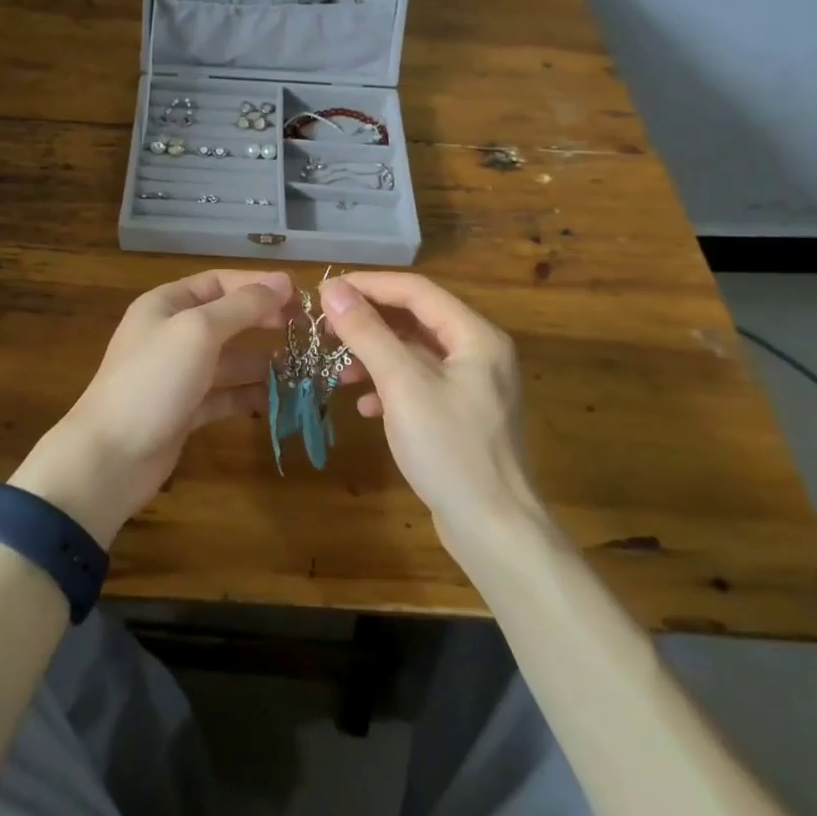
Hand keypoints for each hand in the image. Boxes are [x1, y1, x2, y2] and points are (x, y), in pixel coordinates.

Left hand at [9, 269, 292, 544]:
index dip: (257, 286)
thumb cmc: (153, 381)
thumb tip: (282, 282)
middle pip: (226, 320)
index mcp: (166, 305)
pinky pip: (224, 394)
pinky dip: (249, 395)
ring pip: (229, 360)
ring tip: (304, 370)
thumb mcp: (198, 332)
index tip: (299, 298)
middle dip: (264, 324)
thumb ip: (241, 307)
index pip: (218, 282)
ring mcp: (177, 374)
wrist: (110, 457)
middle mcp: (171, 334)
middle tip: (306, 334)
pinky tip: (278, 400)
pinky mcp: (184, 410)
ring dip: (263, 363)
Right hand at [319, 273, 541, 549]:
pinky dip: (388, 387)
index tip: (323, 291)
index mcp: (475, 336)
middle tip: (324, 328)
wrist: (494, 530)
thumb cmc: (450, 450)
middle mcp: (478, 352)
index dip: (368, 284)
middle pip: (414, 318)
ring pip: (413, 352)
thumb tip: (331, 290)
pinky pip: (418, 384)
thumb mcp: (402, 385)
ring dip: (373, 355)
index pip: (415, 290)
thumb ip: (367, 333)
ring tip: (336, 368)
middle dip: (368, 321)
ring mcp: (471, 386)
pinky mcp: (460, 415)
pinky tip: (364, 406)